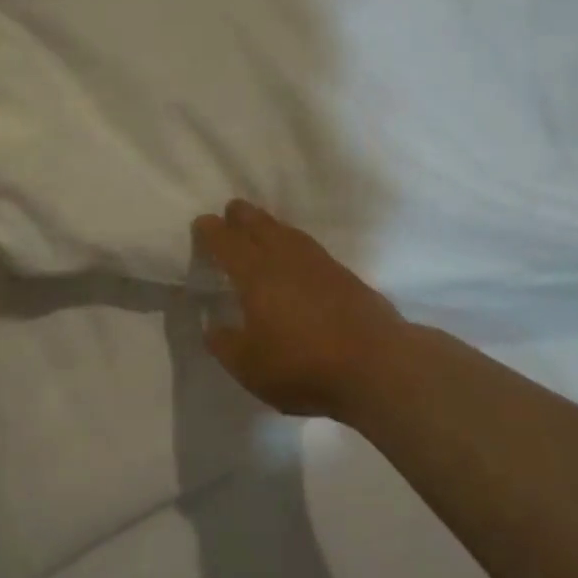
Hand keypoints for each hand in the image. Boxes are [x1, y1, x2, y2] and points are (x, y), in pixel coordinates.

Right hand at [191, 199, 407, 418]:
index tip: (202, 223)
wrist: (375, 364)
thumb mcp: (249, 366)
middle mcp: (286, 259)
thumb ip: (225, 344)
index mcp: (256, 274)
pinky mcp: (344, 275)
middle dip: (242, 216)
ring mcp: (319, 263)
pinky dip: (294, 242)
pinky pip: (309, 247)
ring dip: (270, 225)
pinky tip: (297, 254)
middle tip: (231, 211)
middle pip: (260, 225)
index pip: (227, 243)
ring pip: (288, 232)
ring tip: (262, 227)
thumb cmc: (302, 365)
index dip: (212, 231)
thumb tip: (213, 325)